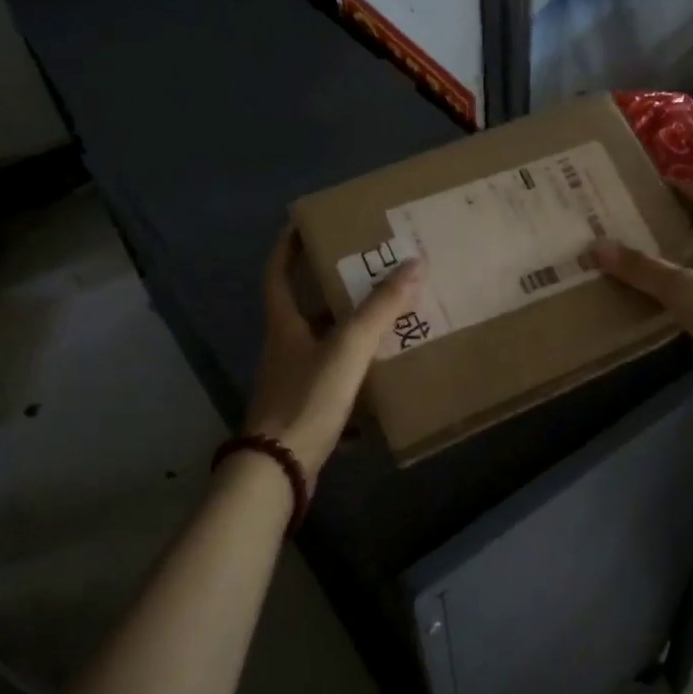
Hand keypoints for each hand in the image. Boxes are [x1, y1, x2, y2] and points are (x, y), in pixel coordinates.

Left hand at [243, 226, 424, 482]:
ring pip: (325, 347)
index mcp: (285, 326)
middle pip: (307, 310)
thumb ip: (380, 308)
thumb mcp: (348, 348)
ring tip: (388, 320)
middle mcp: (285, 349)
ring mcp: (294, 382)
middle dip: (335, 290)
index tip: (303, 225)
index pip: (278, 274)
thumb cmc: (308, 398)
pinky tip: (384, 376)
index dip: (287, 247)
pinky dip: (357, 375)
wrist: (280, 468)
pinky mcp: (306, 411)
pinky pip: (335, 382)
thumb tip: (414, 263)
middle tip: (371, 272)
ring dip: (351, 334)